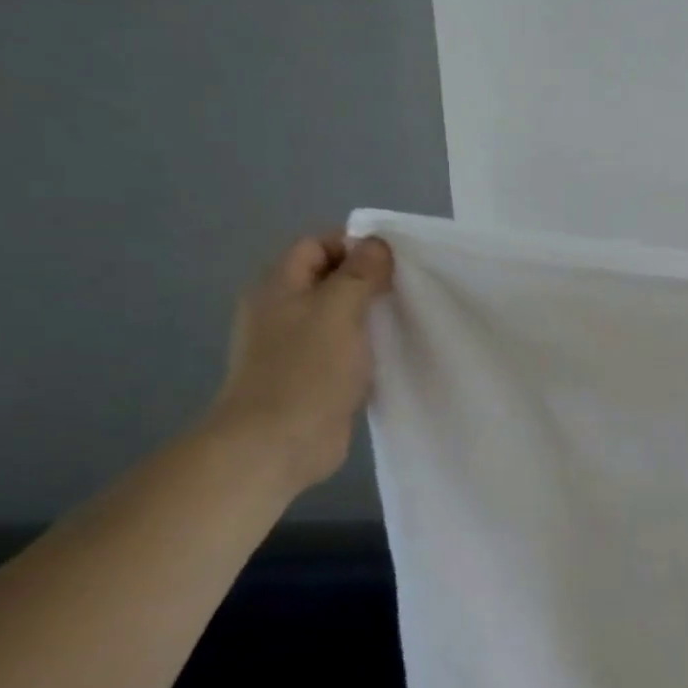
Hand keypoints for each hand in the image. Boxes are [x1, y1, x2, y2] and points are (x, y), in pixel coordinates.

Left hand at [207, 233, 394, 493]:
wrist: (277, 444)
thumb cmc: (306, 370)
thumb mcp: (338, 311)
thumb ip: (359, 274)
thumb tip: (377, 244)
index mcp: (279, 287)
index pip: (316, 245)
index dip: (354, 245)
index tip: (396, 259)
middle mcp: (284, 311)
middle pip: (329, 279)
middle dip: (368, 280)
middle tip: (410, 288)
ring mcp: (297, 347)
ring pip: (340, 316)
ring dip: (371, 315)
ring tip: (409, 317)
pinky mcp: (315, 377)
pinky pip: (346, 350)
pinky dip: (369, 347)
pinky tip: (395, 353)